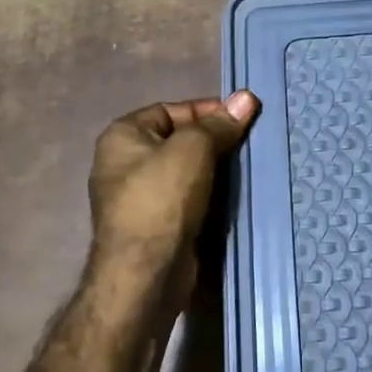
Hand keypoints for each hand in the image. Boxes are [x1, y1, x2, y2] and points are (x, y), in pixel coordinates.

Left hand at [88, 93, 259, 275]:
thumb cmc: (162, 198)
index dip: (208, 111)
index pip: (171, 110)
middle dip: (214, 140)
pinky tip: (232, 196)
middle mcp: (123, 163)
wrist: (145, 275)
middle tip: (249, 142)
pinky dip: (207, 196)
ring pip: (184, 172)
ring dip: (213, 170)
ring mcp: (136, 198)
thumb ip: (219, 124)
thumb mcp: (194, 149)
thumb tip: (247, 96)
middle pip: (178, 140)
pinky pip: (185, 199)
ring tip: (247, 167)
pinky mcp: (153, 226)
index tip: (242, 118)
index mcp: (122, 136)